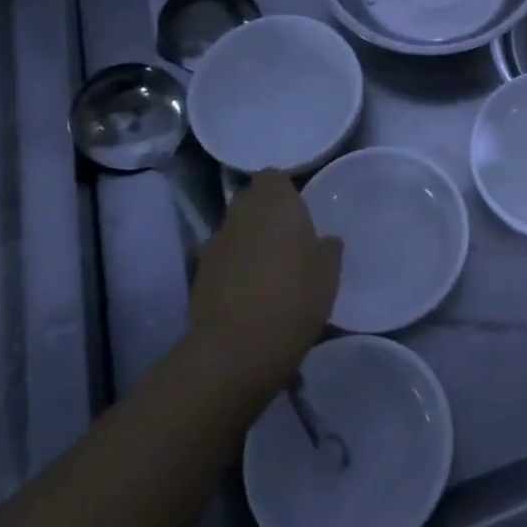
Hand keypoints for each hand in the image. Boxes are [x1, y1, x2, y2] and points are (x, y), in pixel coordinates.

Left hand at [187, 173, 340, 394]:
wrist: (238, 349)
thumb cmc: (295, 296)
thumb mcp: (329, 271)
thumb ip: (327, 248)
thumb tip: (323, 241)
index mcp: (275, 203)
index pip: (272, 178)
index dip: (283, 191)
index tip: (298, 210)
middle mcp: (240, 215)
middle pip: (250, 202)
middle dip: (264, 216)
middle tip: (287, 240)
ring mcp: (214, 245)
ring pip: (234, 232)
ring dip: (247, 243)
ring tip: (268, 270)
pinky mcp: (197, 277)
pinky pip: (221, 262)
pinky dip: (233, 270)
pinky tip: (248, 294)